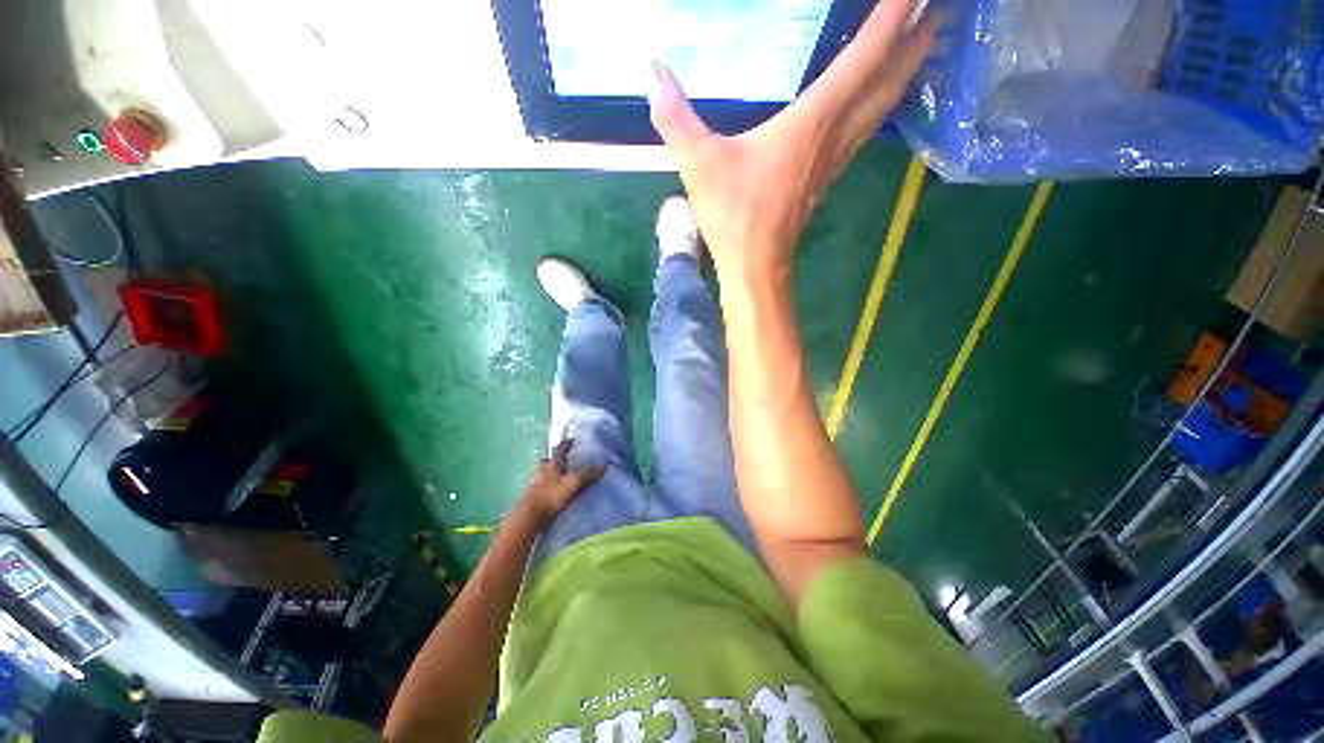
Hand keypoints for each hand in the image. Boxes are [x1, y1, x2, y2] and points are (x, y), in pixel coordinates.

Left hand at [520, 440, 604, 526]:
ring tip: (554, 475)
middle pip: (546, 460)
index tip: (571, 440)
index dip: (565, 444)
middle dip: (553, 458)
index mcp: (552, 465)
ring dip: (546, 471)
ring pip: (540, 472)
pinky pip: (537, 485)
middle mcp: (541, 470)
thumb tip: (603, 464)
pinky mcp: (529, 495)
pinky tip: (547, 491)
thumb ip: (587, 475)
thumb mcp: (573, 485)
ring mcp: (533, 483)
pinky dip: (542, 484)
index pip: (558, 450)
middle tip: (562, 459)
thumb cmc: (551, 496)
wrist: (528, 515)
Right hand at [646, 0, 933, 281]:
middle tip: (942, 8)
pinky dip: (882, 105)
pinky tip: (880, 100)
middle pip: (891, 80)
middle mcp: (835, 135)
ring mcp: (835, 160)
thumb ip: (675, 117)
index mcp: (812, 122)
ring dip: (909, 72)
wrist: (754, 266)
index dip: (895, 16)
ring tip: (926, 42)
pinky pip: (865, 131)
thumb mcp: (699, 164)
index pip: (866, 56)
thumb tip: (651, 73)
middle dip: (922, 38)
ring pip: (884, 108)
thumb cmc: (734, 217)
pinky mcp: (826, 178)